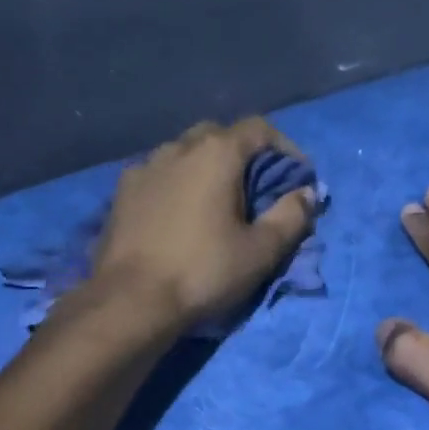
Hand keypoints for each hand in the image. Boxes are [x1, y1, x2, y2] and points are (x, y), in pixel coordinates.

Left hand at [91, 118, 316, 332]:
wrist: (131, 301)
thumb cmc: (202, 272)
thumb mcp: (260, 252)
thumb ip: (290, 217)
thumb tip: (307, 193)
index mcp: (215, 154)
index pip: (258, 129)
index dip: (285, 148)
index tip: (296, 177)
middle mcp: (177, 149)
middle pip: (217, 135)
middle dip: (242, 154)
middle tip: (255, 188)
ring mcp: (143, 168)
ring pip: (183, 154)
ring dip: (205, 168)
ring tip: (215, 202)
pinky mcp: (121, 194)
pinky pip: (158, 176)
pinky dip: (176, 185)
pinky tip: (178, 215)